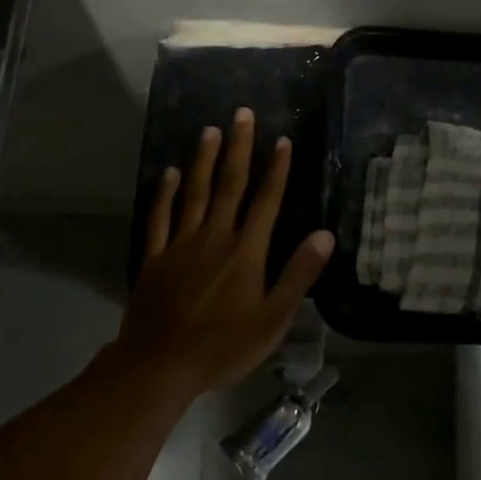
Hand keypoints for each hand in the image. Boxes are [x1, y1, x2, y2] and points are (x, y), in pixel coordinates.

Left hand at [119, 108, 334, 395]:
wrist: (160, 366)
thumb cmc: (224, 346)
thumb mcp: (273, 319)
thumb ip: (298, 275)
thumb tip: (325, 235)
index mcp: (246, 251)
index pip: (266, 201)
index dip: (276, 169)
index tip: (282, 139)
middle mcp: (215, 237)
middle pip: (230, 185)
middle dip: (239, 148)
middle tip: (242, 113)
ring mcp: (181, 244)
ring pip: (195, 193)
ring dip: (203, 160)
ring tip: (210, 130)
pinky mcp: (155, 257)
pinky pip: (161, 218)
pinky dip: (165, 194)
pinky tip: (170, 173)